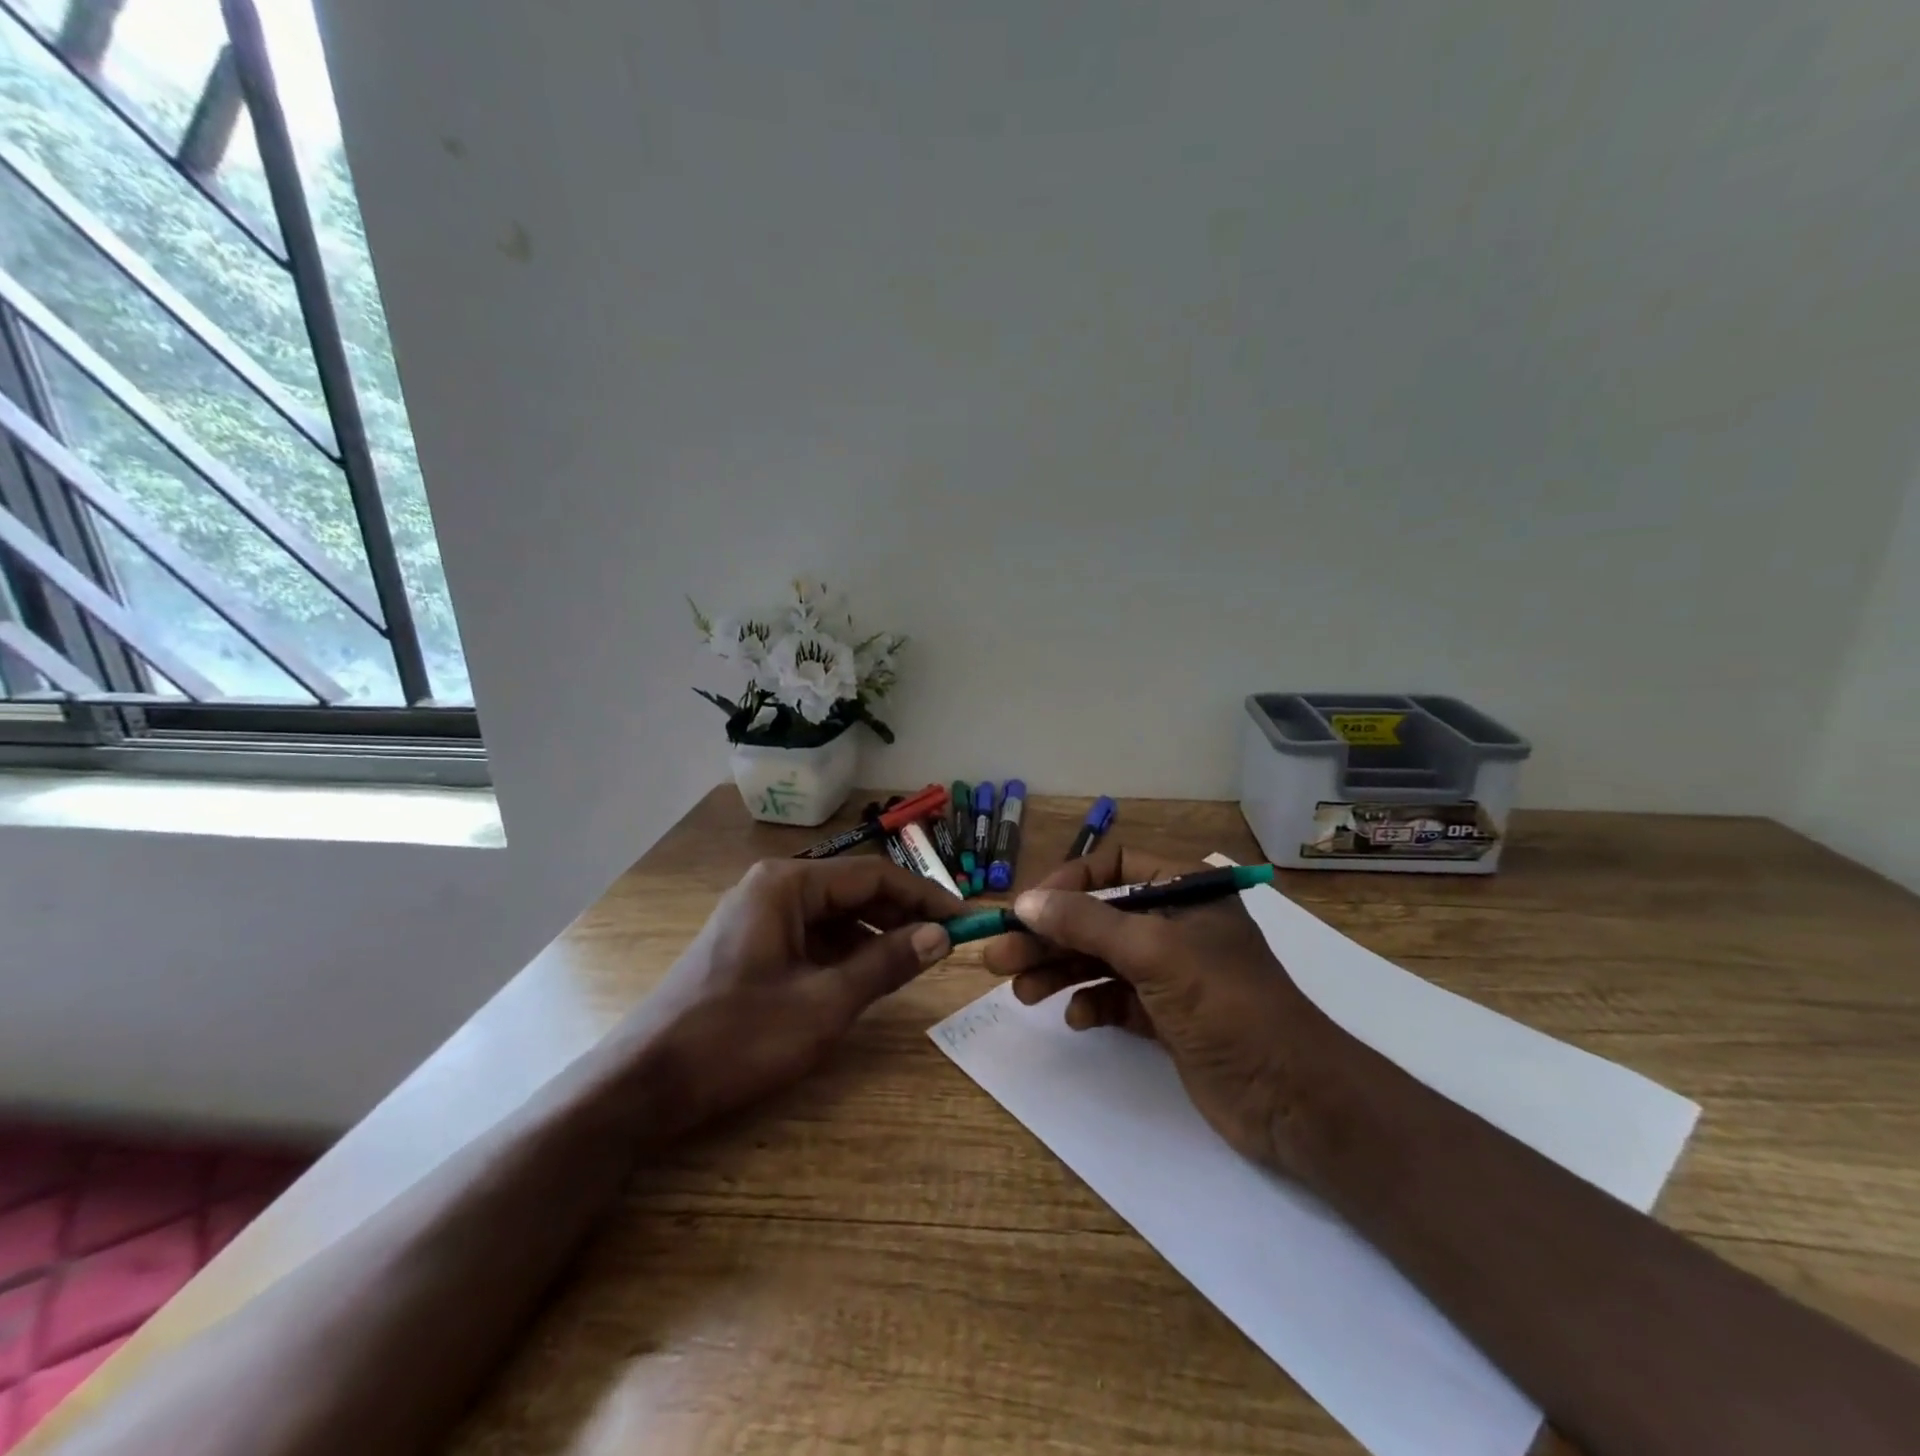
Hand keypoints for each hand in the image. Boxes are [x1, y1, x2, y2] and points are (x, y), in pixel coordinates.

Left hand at [623, 857, 962, 1134]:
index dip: (924, 897)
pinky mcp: (751, 946)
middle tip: (946, 944)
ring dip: (876, 935)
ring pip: (834, 915)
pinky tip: (867, 976)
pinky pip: (812, 937)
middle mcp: (773, 888)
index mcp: (787, 884)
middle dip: (901, 915)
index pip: (873, 875)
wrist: (644, 1084)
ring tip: (915, 961)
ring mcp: (758, 917)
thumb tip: (940, 937)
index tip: (964, 921)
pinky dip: (845, 952)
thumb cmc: (737, 1036)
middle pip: (853, 891)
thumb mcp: (823, 1004)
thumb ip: (885, 965)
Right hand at [982, 843, 1348, 1178]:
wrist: (1291, 1097)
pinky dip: (1091, 1004)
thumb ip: (1086, 923)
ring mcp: (1171, 973)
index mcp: (1184, 892)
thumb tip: (1025, 901)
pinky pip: (1115, 998)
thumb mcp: (1154, 952)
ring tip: (1020, 991)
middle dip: (1049, 937)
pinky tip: (1076, 1019)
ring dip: (1059, 972)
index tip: (1027, 910)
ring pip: (1100, 960)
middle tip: (999, 957)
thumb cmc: (1226, 1005)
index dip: (1067, 884)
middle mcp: (1175, 925)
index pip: (1112, 868)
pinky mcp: (1167, 1016)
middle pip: (1097, 918)